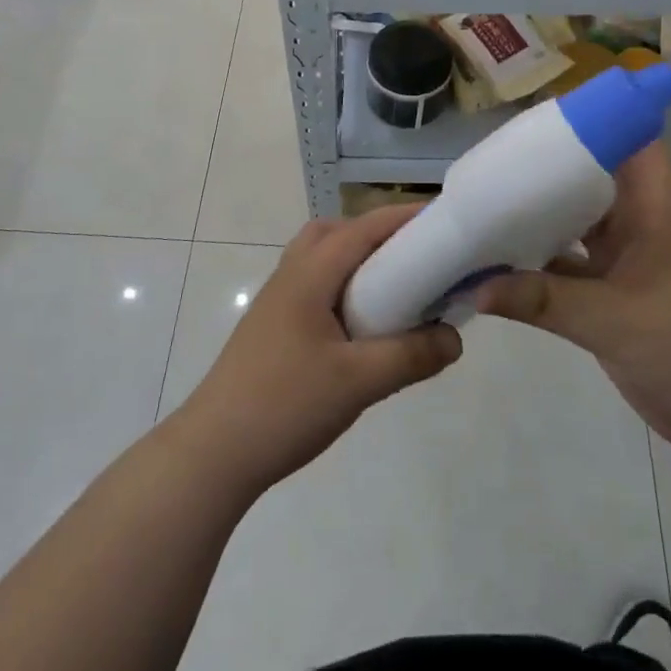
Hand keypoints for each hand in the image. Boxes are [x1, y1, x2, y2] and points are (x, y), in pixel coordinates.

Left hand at [176, 206, 462, 493]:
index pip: (362, 228)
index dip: (403, 218)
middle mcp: (290, 276)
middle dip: (376, 234)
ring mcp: (277, 302)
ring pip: (321, 260)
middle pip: (335, 233)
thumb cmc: (286, 405)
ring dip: (357, 262)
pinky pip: (315, 288)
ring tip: (394, 290)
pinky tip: (362, 326)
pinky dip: (343, 288)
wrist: (214, 452)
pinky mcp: (273, 328)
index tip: (444, 219)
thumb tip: (455, 338)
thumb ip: (412, 356)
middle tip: (415, 257)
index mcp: (309, 275)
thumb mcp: (359, 382)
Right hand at [476, 141, 670, 457]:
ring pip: (577, 226)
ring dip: (540, 216)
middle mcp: (637, 230)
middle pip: (596, 181)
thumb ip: (542, 301)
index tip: (556, 109)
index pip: (640, 146)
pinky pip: (567, 268)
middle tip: (503, 155)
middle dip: (554, 166)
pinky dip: (536, 265)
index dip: (608, 118)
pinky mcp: (610, 298)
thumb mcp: (612, 320)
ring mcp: (624, 265)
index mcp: (652, 216)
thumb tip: (475, 286)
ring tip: (489, 201)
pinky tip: (497, 263)